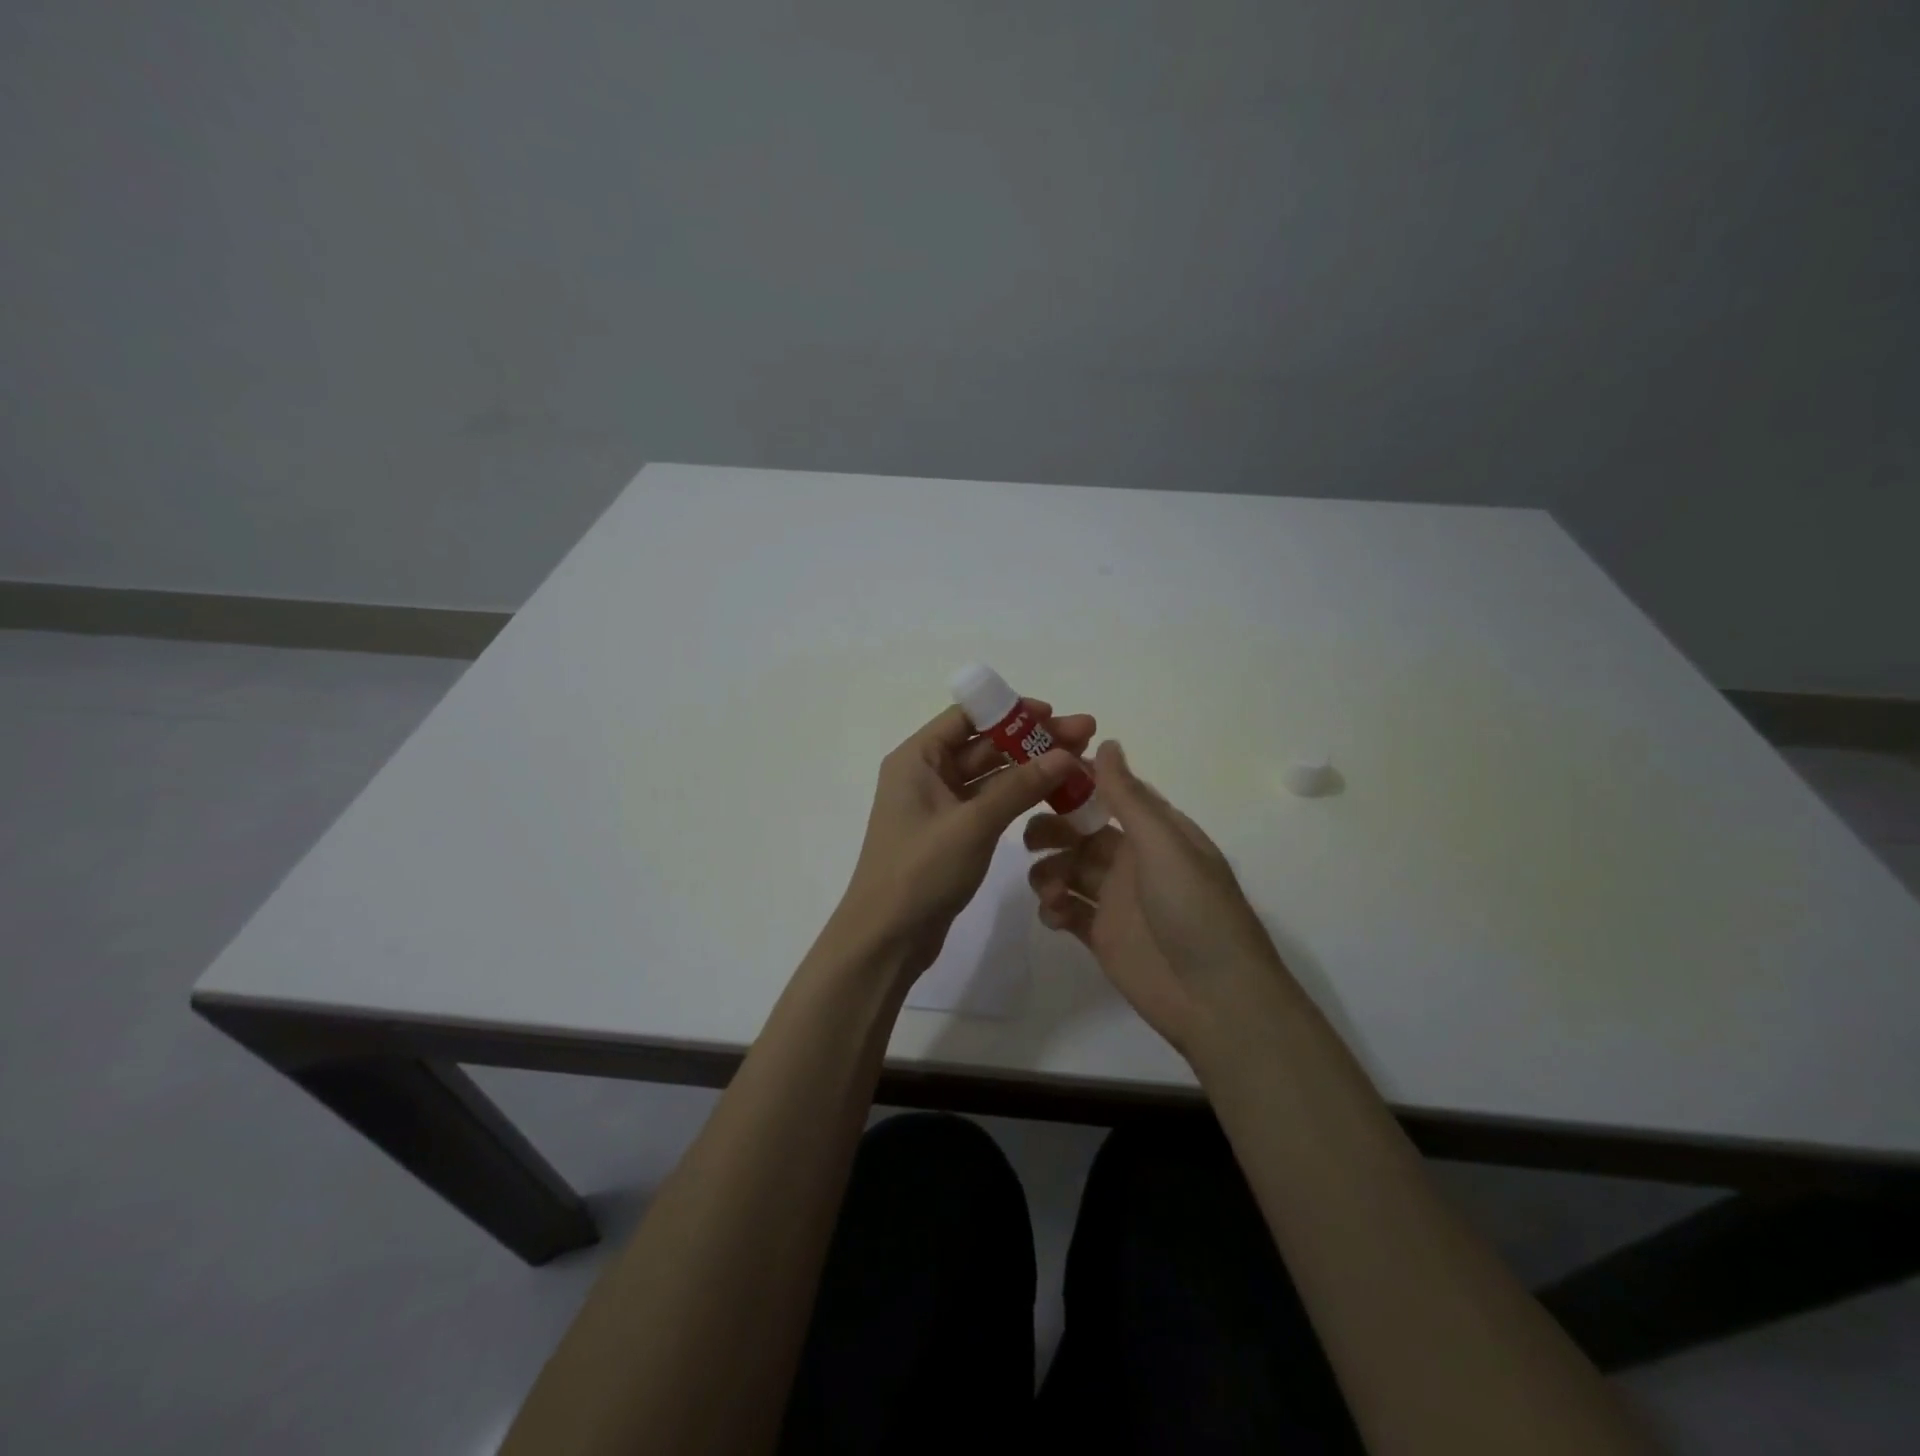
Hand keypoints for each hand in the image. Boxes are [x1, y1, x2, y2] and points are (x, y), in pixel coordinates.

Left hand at [836, 700, 1095, 977]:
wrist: (887, 938)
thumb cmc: (920, 871)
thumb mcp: (973, 824)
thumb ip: (1020, 786)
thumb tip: (1067, 755)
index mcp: (917, 758)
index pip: (967, 716)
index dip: (1011, 711)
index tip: (1053, 714)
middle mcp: (926, 774)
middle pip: (985, 744)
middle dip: (1033, 740)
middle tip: (1086, 735)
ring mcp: (940, 805)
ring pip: (992, 776)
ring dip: (1032, 768)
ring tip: (1081, 764)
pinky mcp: (953, 833)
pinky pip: (991, 803)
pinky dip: (1021, 797)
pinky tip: (1056, 794)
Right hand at [1025, 740, 1295, 1052]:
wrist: (1216, 1000)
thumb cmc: (1195, 910)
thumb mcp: (1164, 844)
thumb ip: (1129, 797)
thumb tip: (1106, 742)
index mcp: (1156, 832)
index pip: (1109, 794)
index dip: (1075, 783)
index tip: (1038, 775)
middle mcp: (1134, 859)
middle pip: (1081, 831)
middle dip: (1052, 829)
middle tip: (1030, 839)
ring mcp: (1116, 899)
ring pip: (1068, 869)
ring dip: (1048, 870)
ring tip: (1048, 888)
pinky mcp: (1101, 935)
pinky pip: (1066, 910)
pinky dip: (1052, 907)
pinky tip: (1054, 914)